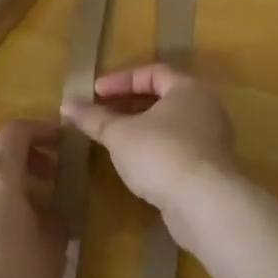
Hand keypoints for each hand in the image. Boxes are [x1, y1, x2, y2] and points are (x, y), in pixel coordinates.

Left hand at [0, 120, 67, 277]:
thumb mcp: (53, 248)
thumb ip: (55, 220)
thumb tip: (53, 214)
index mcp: (0, 176)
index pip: (16, 131)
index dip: (41, 130)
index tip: (62, 143)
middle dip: (18, 150)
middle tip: (44, 173)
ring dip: (1, 177)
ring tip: (27, 207)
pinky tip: (4, 233)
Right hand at [60, 64, 241, 249]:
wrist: (204, 205)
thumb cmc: (161, 154)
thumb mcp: (119, 134)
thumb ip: (93, 118)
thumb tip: (66, 104)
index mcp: (188, 89)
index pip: (152, 72)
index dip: (120, 80)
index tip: (95, 92)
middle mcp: (205, 108)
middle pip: (162, 97)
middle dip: (128, 104)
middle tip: (101, 114)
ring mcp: (211, 139)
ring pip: (170, 124)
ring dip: (140, 128)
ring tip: (112, 138)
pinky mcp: (209, 168)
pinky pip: (177, 147)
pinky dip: (154, 148)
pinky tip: (134, 163)